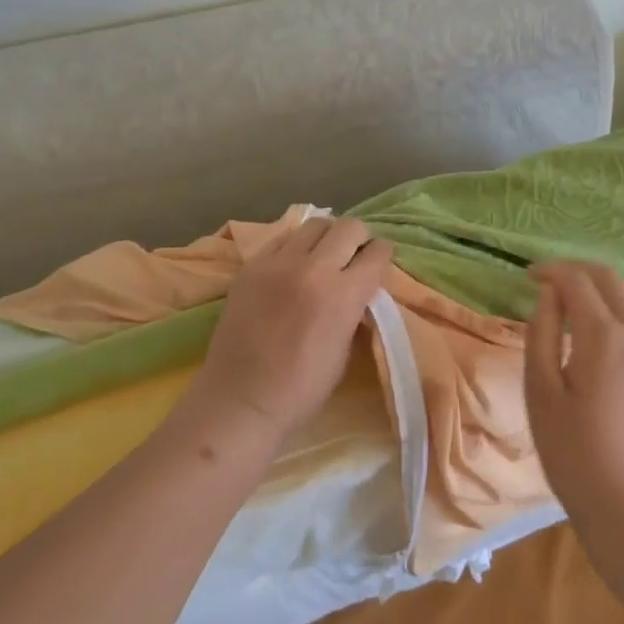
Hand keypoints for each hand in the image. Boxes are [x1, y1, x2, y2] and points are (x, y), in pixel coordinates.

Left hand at [191, 215, 393, 438]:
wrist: (241, 399)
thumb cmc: (302, 388)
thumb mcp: (345, 348)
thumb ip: (354, 308)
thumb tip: (358, 287)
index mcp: (344, 294)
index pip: (376, 252)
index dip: (382, 256)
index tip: (378, 264)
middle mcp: (313, 268)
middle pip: (349, 226)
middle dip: (358, 239)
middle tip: (353, 257)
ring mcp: (278, 263)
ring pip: (315, 224)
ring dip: (326, 237)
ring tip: (322, 256)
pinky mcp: (251, 266)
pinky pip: (282, 239)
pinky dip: (295, 247)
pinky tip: (292, 266)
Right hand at [523, 260, 623, 538]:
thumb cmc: (575, 454)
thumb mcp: (541, 393)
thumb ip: (541, 335)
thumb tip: (548, 296)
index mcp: (603, 336)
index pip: (577, 280)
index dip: (551, 270)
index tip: (528, 276)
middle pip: (610, 278)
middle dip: (577, 271)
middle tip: (548, 282)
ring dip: (605, 286)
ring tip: (577, 302)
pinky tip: (604, 333)